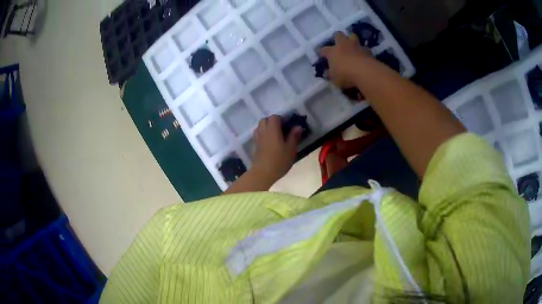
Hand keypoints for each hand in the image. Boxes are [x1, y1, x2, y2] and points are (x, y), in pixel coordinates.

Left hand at [252, 115, 301, 182]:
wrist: (262, 173)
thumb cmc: (279, 161)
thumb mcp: (290, 149)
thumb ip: (294, 136)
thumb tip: (297, 126)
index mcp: (272, 129)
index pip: (275, 117)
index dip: (282, 119)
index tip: (289, 125)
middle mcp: (263, 131)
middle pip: (265, 120)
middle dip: (273, 122)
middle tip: (282, 129)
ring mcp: (257, 138)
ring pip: (260, 126)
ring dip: (267, 127)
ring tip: (276, 135)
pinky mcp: (255, 146)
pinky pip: (258, 134)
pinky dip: (264, 134)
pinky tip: (270, 143)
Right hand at [318, 31, 371, 87]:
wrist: (365, 72)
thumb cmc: (346, 75)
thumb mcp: (334, 79)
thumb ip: (330, 74)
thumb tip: (327, 73)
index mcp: (332, 52)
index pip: (323, 50)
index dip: (321, 52)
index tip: (320, 55)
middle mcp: (343, 45)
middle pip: (338, 35)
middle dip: (337, 37)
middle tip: (337, 42)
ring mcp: (356, 46)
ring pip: (352, 36)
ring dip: (351, 39)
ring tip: (352, 44)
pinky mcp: (367, 50)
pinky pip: (364, 47)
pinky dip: (363, 50)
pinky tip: (363, 55)